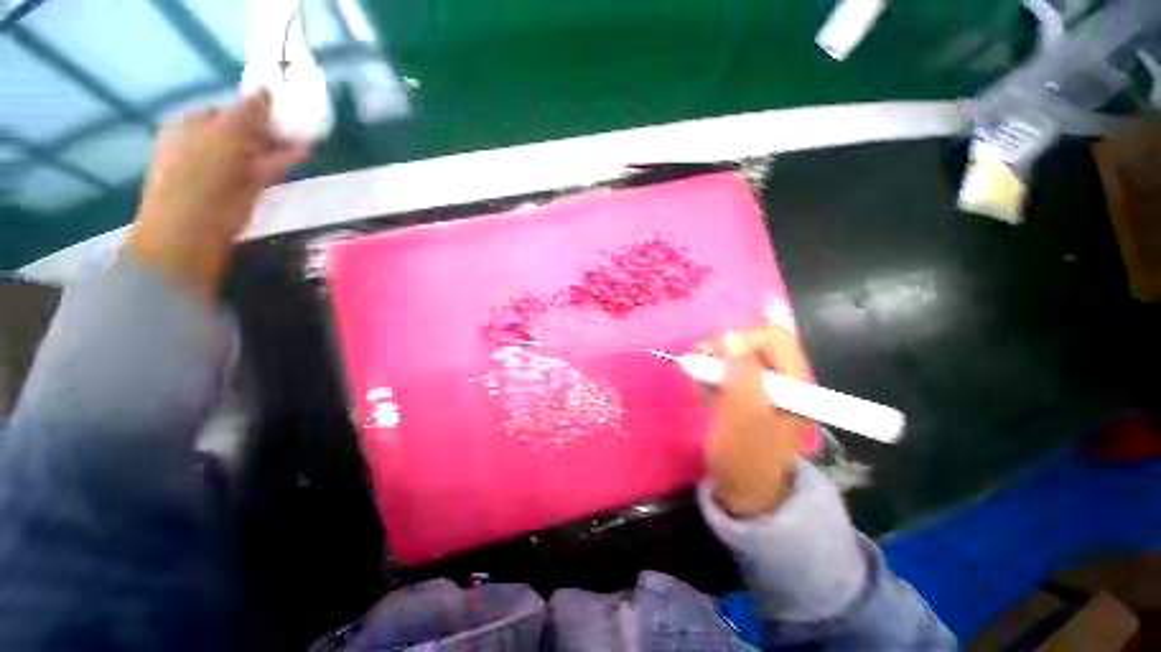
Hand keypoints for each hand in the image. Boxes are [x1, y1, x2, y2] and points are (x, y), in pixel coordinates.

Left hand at [128, 92, 310, 298]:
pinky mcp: (243, 190)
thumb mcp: (225, 131)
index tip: (278, 108)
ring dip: (280, 145)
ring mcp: (224, 169)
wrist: (196, 224)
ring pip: (256, 151)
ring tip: (307, 138)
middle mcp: (205, 144)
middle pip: (243, 131)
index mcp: (190, 125)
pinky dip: (283, 162)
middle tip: (297, 124)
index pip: (225, 109)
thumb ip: (248, 111)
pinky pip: (265, 170)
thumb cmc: (201, 170)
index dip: (251, 107)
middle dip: (269, 127)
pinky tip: (303, 156)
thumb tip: (265, 91)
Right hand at [701, 326, 813, 517]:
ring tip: (699, 380)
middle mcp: (785, 377)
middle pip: (754, 341)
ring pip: (738, 353)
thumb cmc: (745, 455)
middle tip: (700, 363)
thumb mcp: (744, 415)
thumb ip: (742, 373)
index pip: (772, 336)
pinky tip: (704, 388)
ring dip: (715, 361)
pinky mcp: (749, 390)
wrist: (744, 488)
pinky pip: (729, 368)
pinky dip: (713, 373)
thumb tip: (731, 336)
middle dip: (723, 348)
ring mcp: (766, 383)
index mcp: (796, 380)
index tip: (713, 355)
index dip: (740, 338)